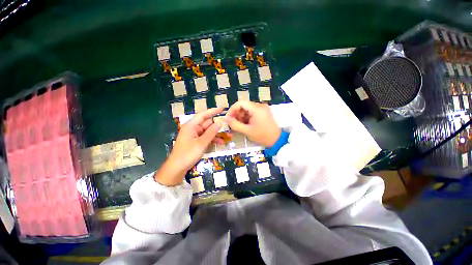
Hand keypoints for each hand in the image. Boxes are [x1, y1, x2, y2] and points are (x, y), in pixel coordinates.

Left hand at [154, 108, 223, 185]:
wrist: (177, 168)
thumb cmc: (188, 154)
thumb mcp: (201, 143)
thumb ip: (211, 132)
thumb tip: (219, 123)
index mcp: (191, 126)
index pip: (203, 115)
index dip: (213, 111)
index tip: (222, 109)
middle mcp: (193, 128)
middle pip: (207, 123)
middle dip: (217, 125)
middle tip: (228, 126)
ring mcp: (194, 135)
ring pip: (208, 131)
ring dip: (217, 134)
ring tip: (228, 136)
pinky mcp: (196, 141)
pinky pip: (206, 137)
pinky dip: (212, 139)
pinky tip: (220, 142)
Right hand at [224, 101, 280, 146]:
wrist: (277, 140)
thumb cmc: (262, 136)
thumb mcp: (247, 131)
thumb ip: (235, 124)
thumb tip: (225, 118)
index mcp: (256, 109)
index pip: (240, 103)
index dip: (232, 109)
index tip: (228, 118)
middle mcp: (260, 105)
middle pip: (244, 106)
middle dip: (237, 114)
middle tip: (233, 123)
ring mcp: (262, 108)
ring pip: (247, 109)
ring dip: (241, 116)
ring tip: (239, 125)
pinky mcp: (263, 112)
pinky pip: (252, 112)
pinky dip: (247, 117)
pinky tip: (245, 124)